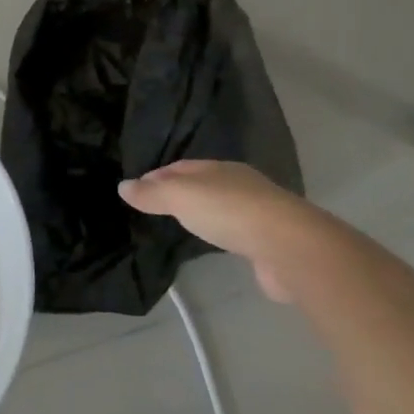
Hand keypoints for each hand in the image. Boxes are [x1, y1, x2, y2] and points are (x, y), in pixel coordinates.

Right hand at [119, 160, 332, 303]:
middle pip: (204, 184)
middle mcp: (241, 185)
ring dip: (205, 213)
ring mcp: (260, 213)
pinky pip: (239, 232)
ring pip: (224, 208)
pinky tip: (217, 245)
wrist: (290, 246)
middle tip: (158, 206)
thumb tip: (122, 186)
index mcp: (220, 168)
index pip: (181, 167)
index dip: (158, 175)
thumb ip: (151, 194)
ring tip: (185, 225)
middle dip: (182, 192)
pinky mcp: (272, 242)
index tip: (138, 188)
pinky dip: (225, 235)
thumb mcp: (180, 197)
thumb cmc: (229, 211)